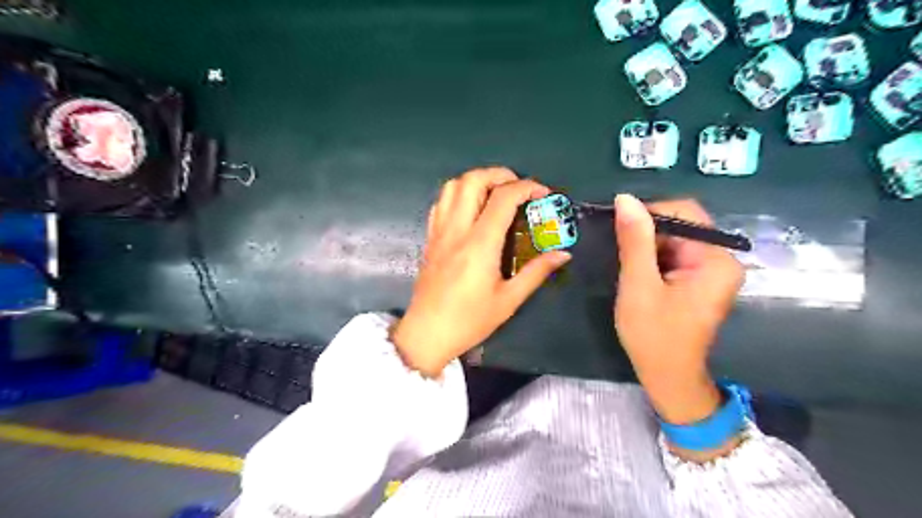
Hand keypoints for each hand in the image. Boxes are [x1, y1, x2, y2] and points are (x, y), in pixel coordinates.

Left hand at [391, 169, 573, 377]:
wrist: (427, 333)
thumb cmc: (470, 320)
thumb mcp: (509, 300)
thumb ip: (536, 272)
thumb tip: (563, 254)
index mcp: (480, 244)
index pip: (503, 198)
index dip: (526, 187)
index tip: (542, 194)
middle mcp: (457, 230)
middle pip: (473, 180)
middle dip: (499, 174)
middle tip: (517, 188)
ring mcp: (439, 232)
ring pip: (452, 186)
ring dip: (476, 181)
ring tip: (495, 193)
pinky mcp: (430, 238)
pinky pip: (441, 203)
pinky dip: (458, 195)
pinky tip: (471, 209)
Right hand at [615, 194, 743, 429]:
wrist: (667, 377)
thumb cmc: (653, 335)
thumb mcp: (638, 285)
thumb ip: (635, 240)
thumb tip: (625, 198)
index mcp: (714, 260)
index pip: (684, 212)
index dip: (648, 213)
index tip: (618, 228)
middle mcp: (721, 259)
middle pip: (681, 224)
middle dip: (647, 234)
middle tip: (622, 255)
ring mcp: (712, 270)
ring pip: (674, 239)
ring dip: (648, 246)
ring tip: (630, 269)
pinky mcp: (700, 280)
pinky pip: (675, 254)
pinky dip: (653, 258)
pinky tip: (640, 275)